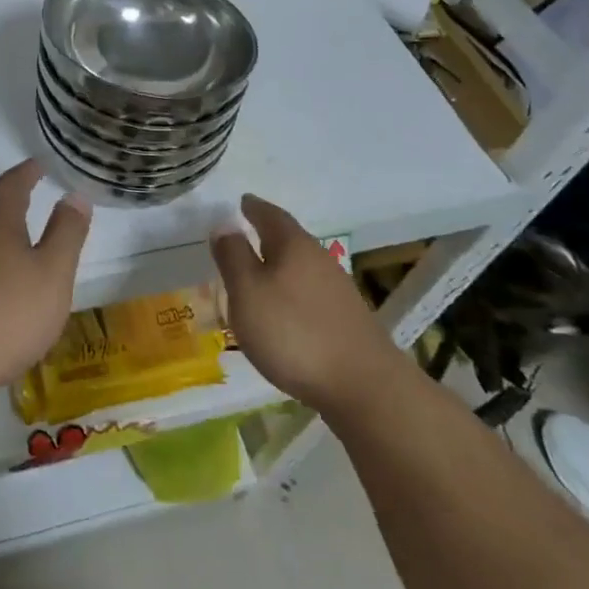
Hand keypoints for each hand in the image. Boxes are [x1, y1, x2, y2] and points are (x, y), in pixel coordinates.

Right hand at [210, 194, 391, 412]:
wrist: (364, 387)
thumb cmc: (293, 333)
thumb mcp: (247, 293)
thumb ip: (233, 257)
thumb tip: (224, 225)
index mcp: (293, 245)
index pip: (270, 215)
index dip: (253, 208)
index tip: (242, 202)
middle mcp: (319, 259)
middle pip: (289, 238)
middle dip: (267, 235)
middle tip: (245, 235)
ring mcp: (338, 290)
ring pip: (302, 266)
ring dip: (280, 265)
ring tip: (259, 274)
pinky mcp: (348, 319)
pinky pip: (312, 292)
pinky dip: (293, 291)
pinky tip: (286, 310)